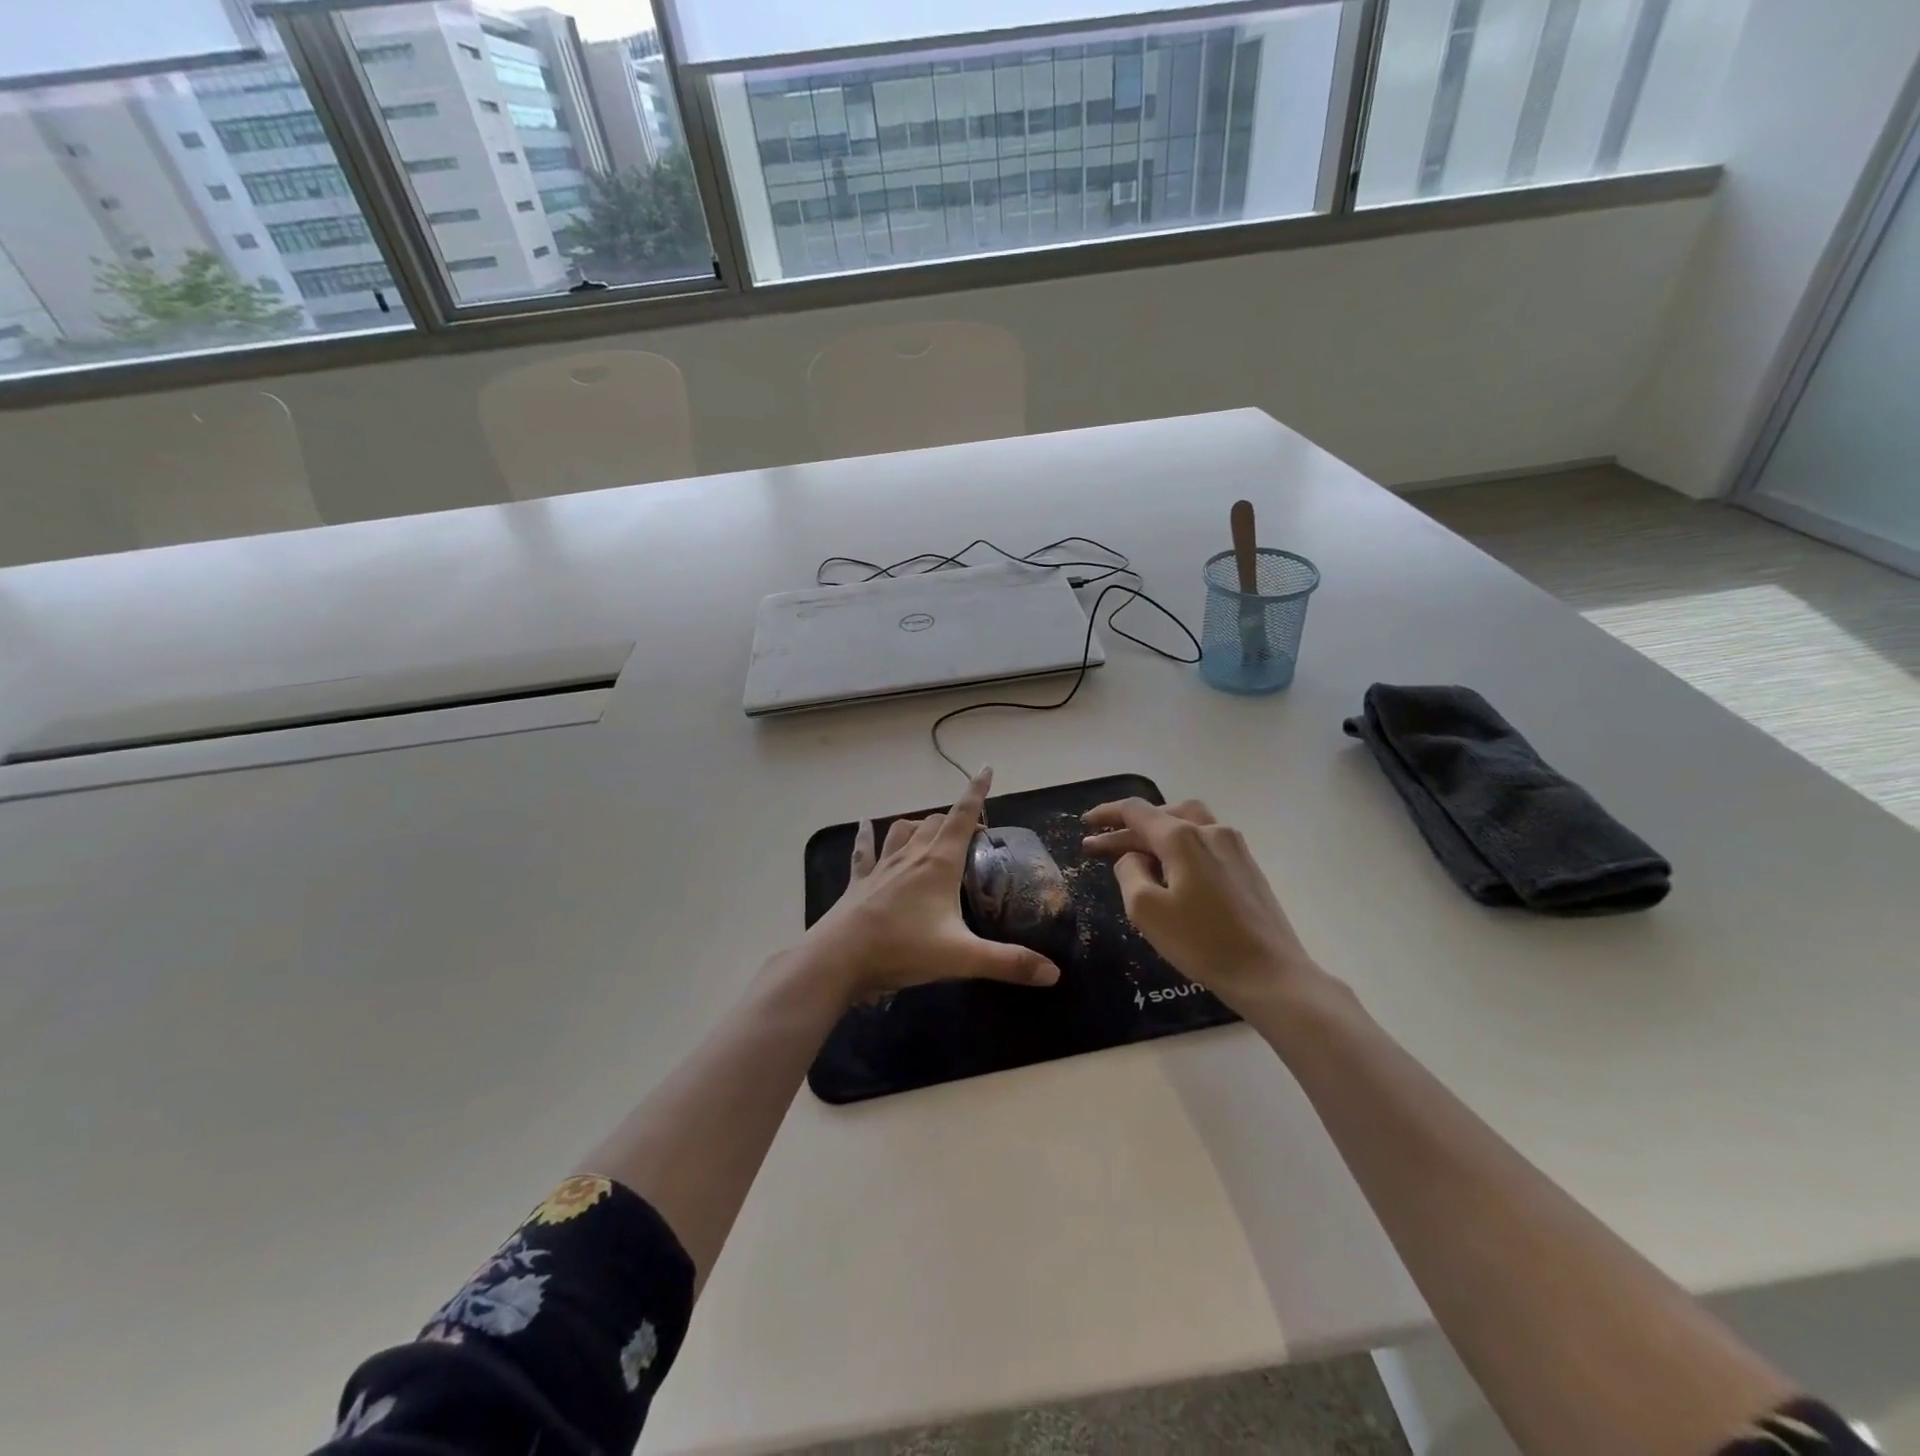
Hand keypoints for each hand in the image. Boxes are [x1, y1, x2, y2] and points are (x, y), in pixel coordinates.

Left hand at [806, 768, 1061, 1003]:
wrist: (839, 958)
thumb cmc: (903, 948)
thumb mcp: (962, 958)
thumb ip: (1008, 963)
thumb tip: (1054, 974)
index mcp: (938, 863)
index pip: (962, 816)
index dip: (976, 792)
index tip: (986, 770)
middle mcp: (911, 855)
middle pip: (935, 822)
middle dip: (955, 820)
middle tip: (972, 836)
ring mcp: (882, 866)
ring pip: (903, 830)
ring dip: (919, 825)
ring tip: (930, 830)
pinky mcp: (860, 881)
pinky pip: (864, 850)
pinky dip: (867, 835)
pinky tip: (865, 823)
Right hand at [1081, 798, 1317, 1012]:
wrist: (1269, 974)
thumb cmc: (1201, 942)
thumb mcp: (1145, 909)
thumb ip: (1129, 871)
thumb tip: (1134, 857)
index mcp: (1182, 837)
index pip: (1136, 811)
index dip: (1106, 814)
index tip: (1085, 825)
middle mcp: (1210, 830)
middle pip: (1162, 814)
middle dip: (1128, 828)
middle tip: (1101, 846)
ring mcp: (1234, 847)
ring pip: (1187, 823)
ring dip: (1157, 832)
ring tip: (1135, 851)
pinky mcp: (1247, 866)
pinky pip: (1205, 841)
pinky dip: (1180, 845)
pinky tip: (1172, 870)